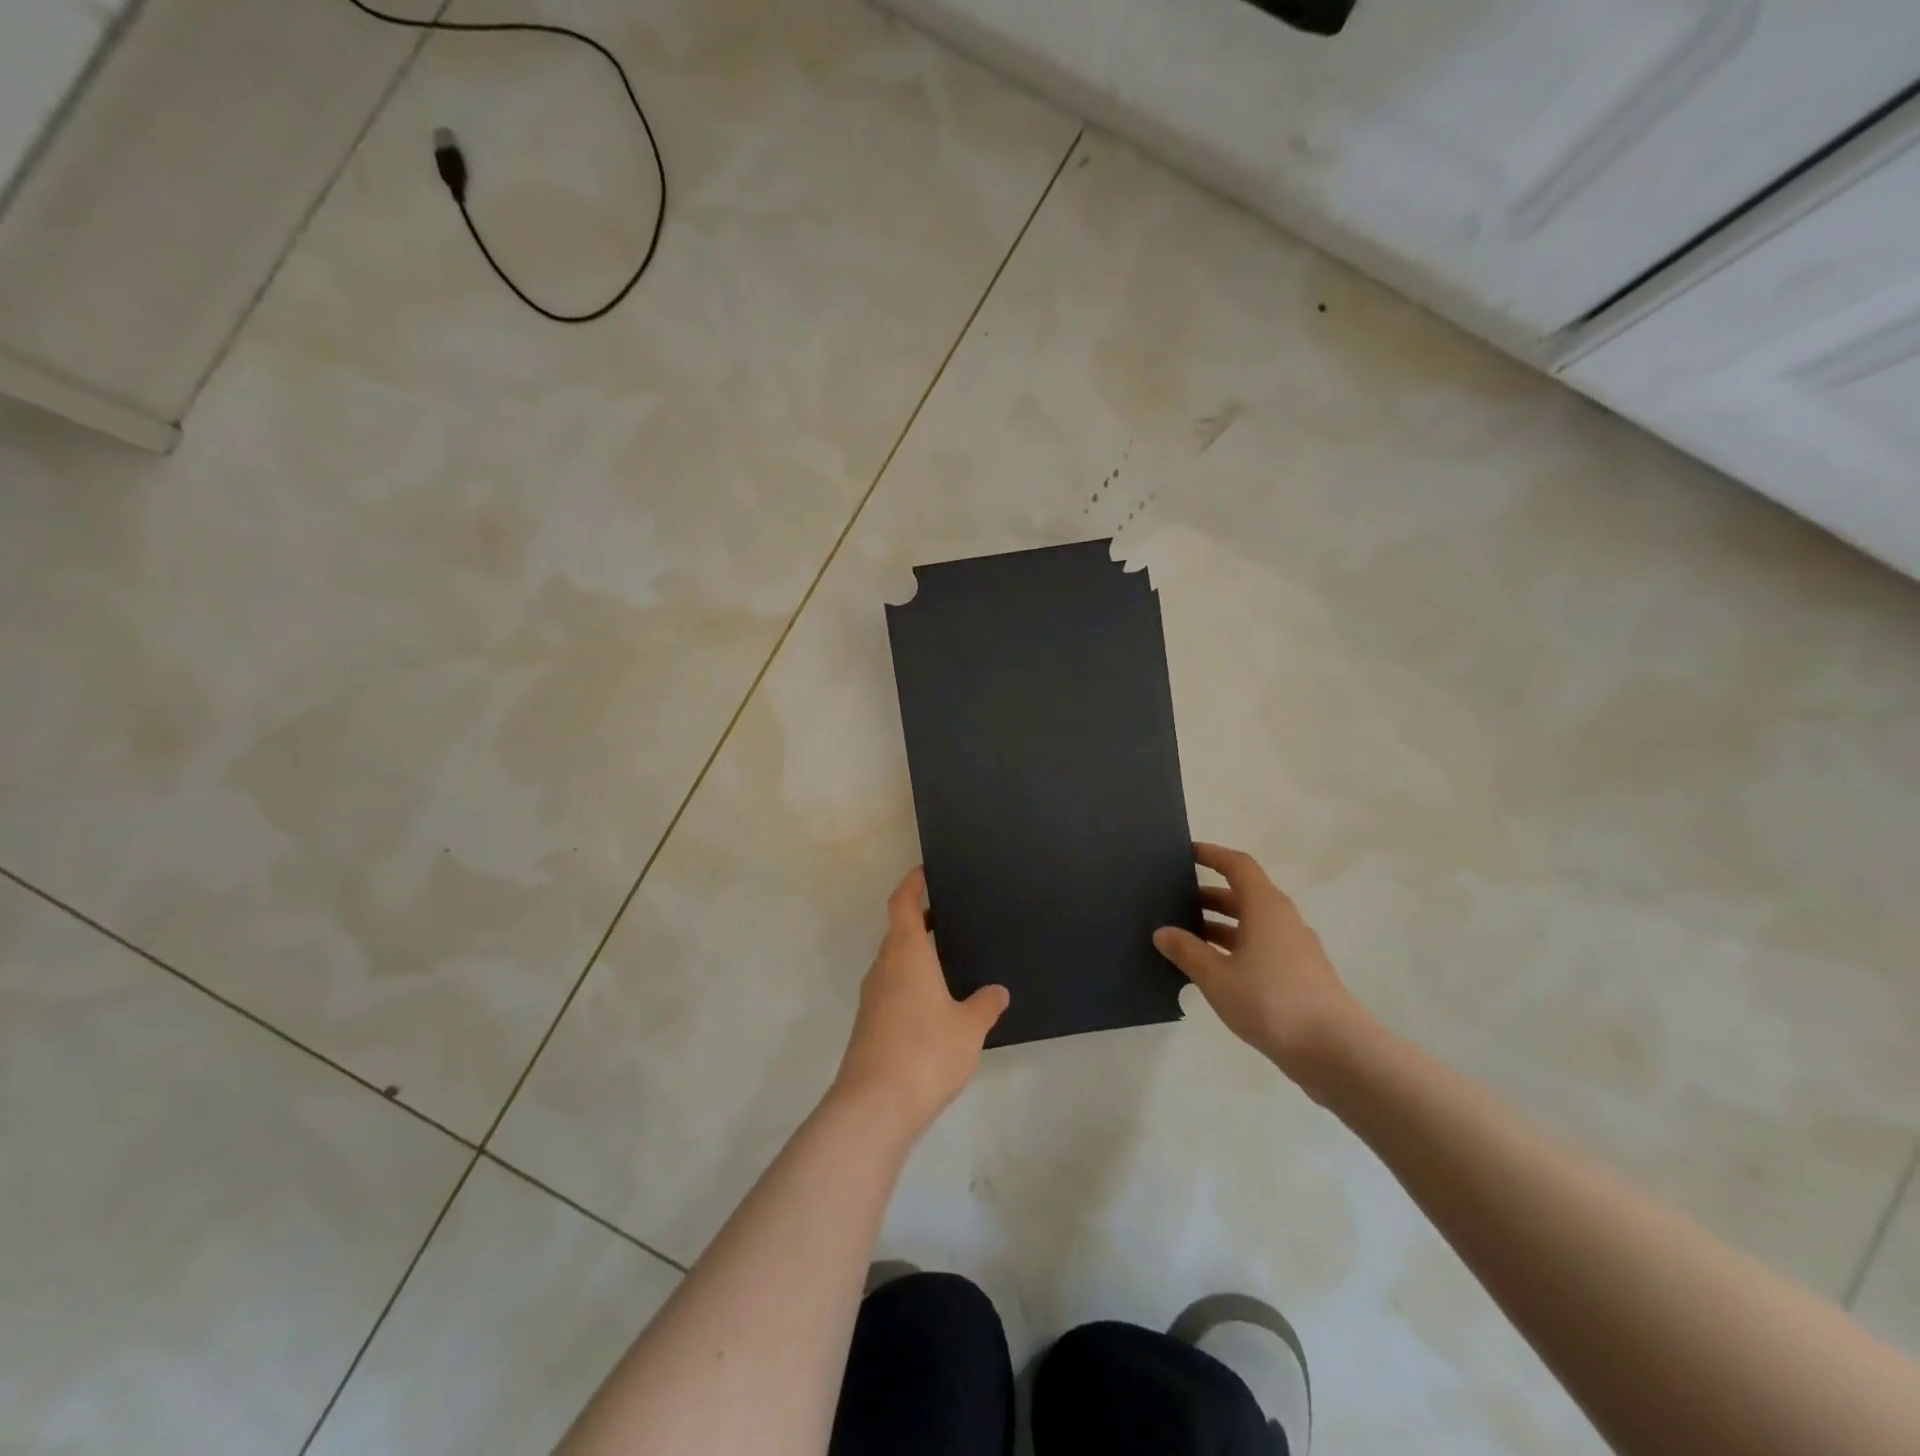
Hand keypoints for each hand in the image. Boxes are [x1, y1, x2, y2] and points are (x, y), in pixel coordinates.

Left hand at [831, 867, 1008, 1135]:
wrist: (874, 1106)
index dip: (911, 884)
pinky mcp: (868, 1024)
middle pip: (896, 931)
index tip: (923, 871)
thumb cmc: (926, 1052)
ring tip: (945, 960)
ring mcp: (872, 997)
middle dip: (918, 920)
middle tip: (948, 916)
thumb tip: (997, 991)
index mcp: (906, 954)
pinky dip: (909, 982)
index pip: (902, 903)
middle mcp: (884, 967)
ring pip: (892, 961)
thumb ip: (985, 1005)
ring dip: (913, 953)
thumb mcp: (969, 1028)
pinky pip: (890, 988)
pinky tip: (931, 1005)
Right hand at [1154, 843, 1368, 1092]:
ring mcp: (1294, 948)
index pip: (1237, 865)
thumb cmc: (1271, 1001)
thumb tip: (1162, 932)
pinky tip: (1211, 970)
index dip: (1211, 855)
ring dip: (1219, 925)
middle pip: (1243, 894)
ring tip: (1184, 937)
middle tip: (1173, 901)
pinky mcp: (1299, 974)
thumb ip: (1187, 951)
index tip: (1186, 853)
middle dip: (1208, 895)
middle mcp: (1282, 919)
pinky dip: (1234, 948)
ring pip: (1251, 924)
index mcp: (1265, 907)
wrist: (1334, 1050)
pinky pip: (1260, 947)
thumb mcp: (1217, 976)